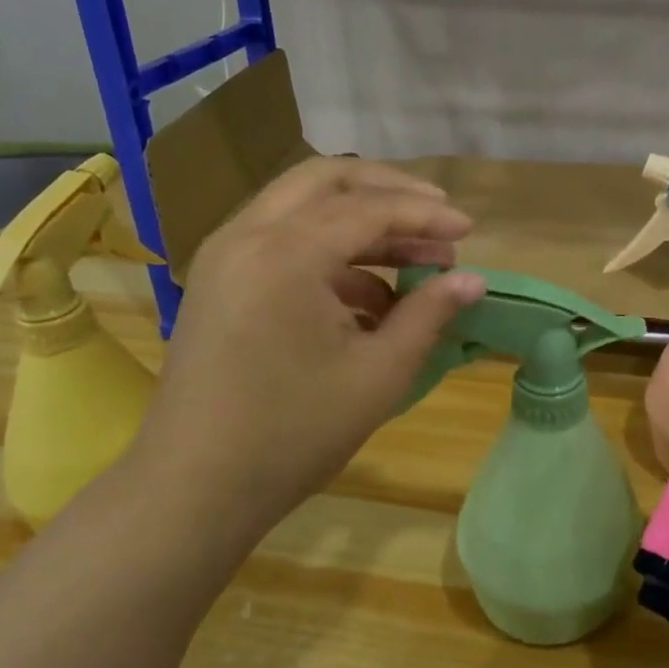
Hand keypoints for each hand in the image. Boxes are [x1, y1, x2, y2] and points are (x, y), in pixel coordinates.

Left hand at [127, 158, 486, 553]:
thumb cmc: (294, 433)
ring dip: (359, 219)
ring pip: (300, 205)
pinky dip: (328, 250)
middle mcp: (247, 235)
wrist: (194, 487)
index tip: (470, 230)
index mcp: (285, 253)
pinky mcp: (219, 280)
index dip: (426, 215)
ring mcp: (225, 255)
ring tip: (414, 257)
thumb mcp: (378, 373)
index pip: (369, 208)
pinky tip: (369, 295)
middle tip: (436, 215)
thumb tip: (474, 280)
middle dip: (388, 190)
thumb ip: (428, 314)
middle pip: (326, 180)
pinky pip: (281, 239)